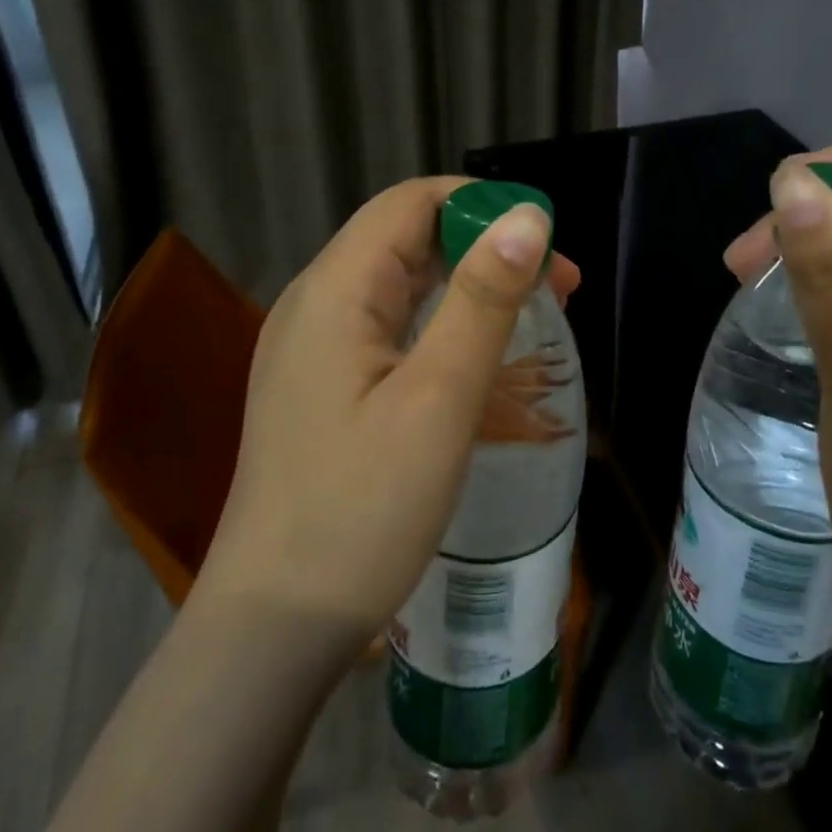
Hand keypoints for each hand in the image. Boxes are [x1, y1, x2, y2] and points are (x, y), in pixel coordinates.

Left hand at [197, 177, 576, 642]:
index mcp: (334, 289)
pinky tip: (474, 357)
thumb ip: (483, 299)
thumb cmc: (362, 511)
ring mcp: (311, 346)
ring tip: (531, 318)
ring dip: (467, 286)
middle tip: (558, 290)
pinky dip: (439, 323)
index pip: (412, 202)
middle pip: (406, 238)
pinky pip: (387, 326)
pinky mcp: (319, 384)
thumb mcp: (438, 398)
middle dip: (484, 247)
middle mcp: (315, 302)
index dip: (483, 207)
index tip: (547, 247)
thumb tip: (527, 217)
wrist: (273, 629)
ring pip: (400, 283)